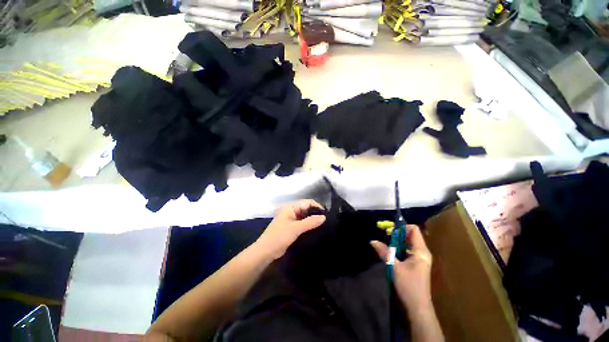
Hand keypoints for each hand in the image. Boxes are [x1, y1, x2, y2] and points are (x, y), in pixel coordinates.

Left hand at [256, 200, 325, 259]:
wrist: (266, 251)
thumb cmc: (280, 236)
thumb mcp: (296, 228)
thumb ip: (310, 222)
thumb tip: (324, 217)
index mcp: (290, 207)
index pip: (307, 202)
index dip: (317, 207)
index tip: (327, 214)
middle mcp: (291, 210)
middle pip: (306, 209)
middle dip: (315, 213)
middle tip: (327, 220)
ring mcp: (291, 219)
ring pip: (305, 216)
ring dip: (312, 220)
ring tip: (324, 225)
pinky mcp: (291, 227)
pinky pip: (302, 223)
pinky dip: (309, 225)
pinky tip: (316, 229)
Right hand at [370, 225, 432, 311]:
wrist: (418, 306)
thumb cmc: (409, 285)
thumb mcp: (394, 267)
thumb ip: (384, 252)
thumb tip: (373, 241)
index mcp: (421, 251)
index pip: (414, 230)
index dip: (401, 227)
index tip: (389, 230)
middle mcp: (422, 252)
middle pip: (411, 235)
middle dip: (397, 233)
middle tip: (385, 235)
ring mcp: (420, 258)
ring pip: (409, 243)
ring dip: (397, 241)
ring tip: (386, 243)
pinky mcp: (417, 264)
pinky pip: (408, 250)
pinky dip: (399, 248)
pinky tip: (391, 252)